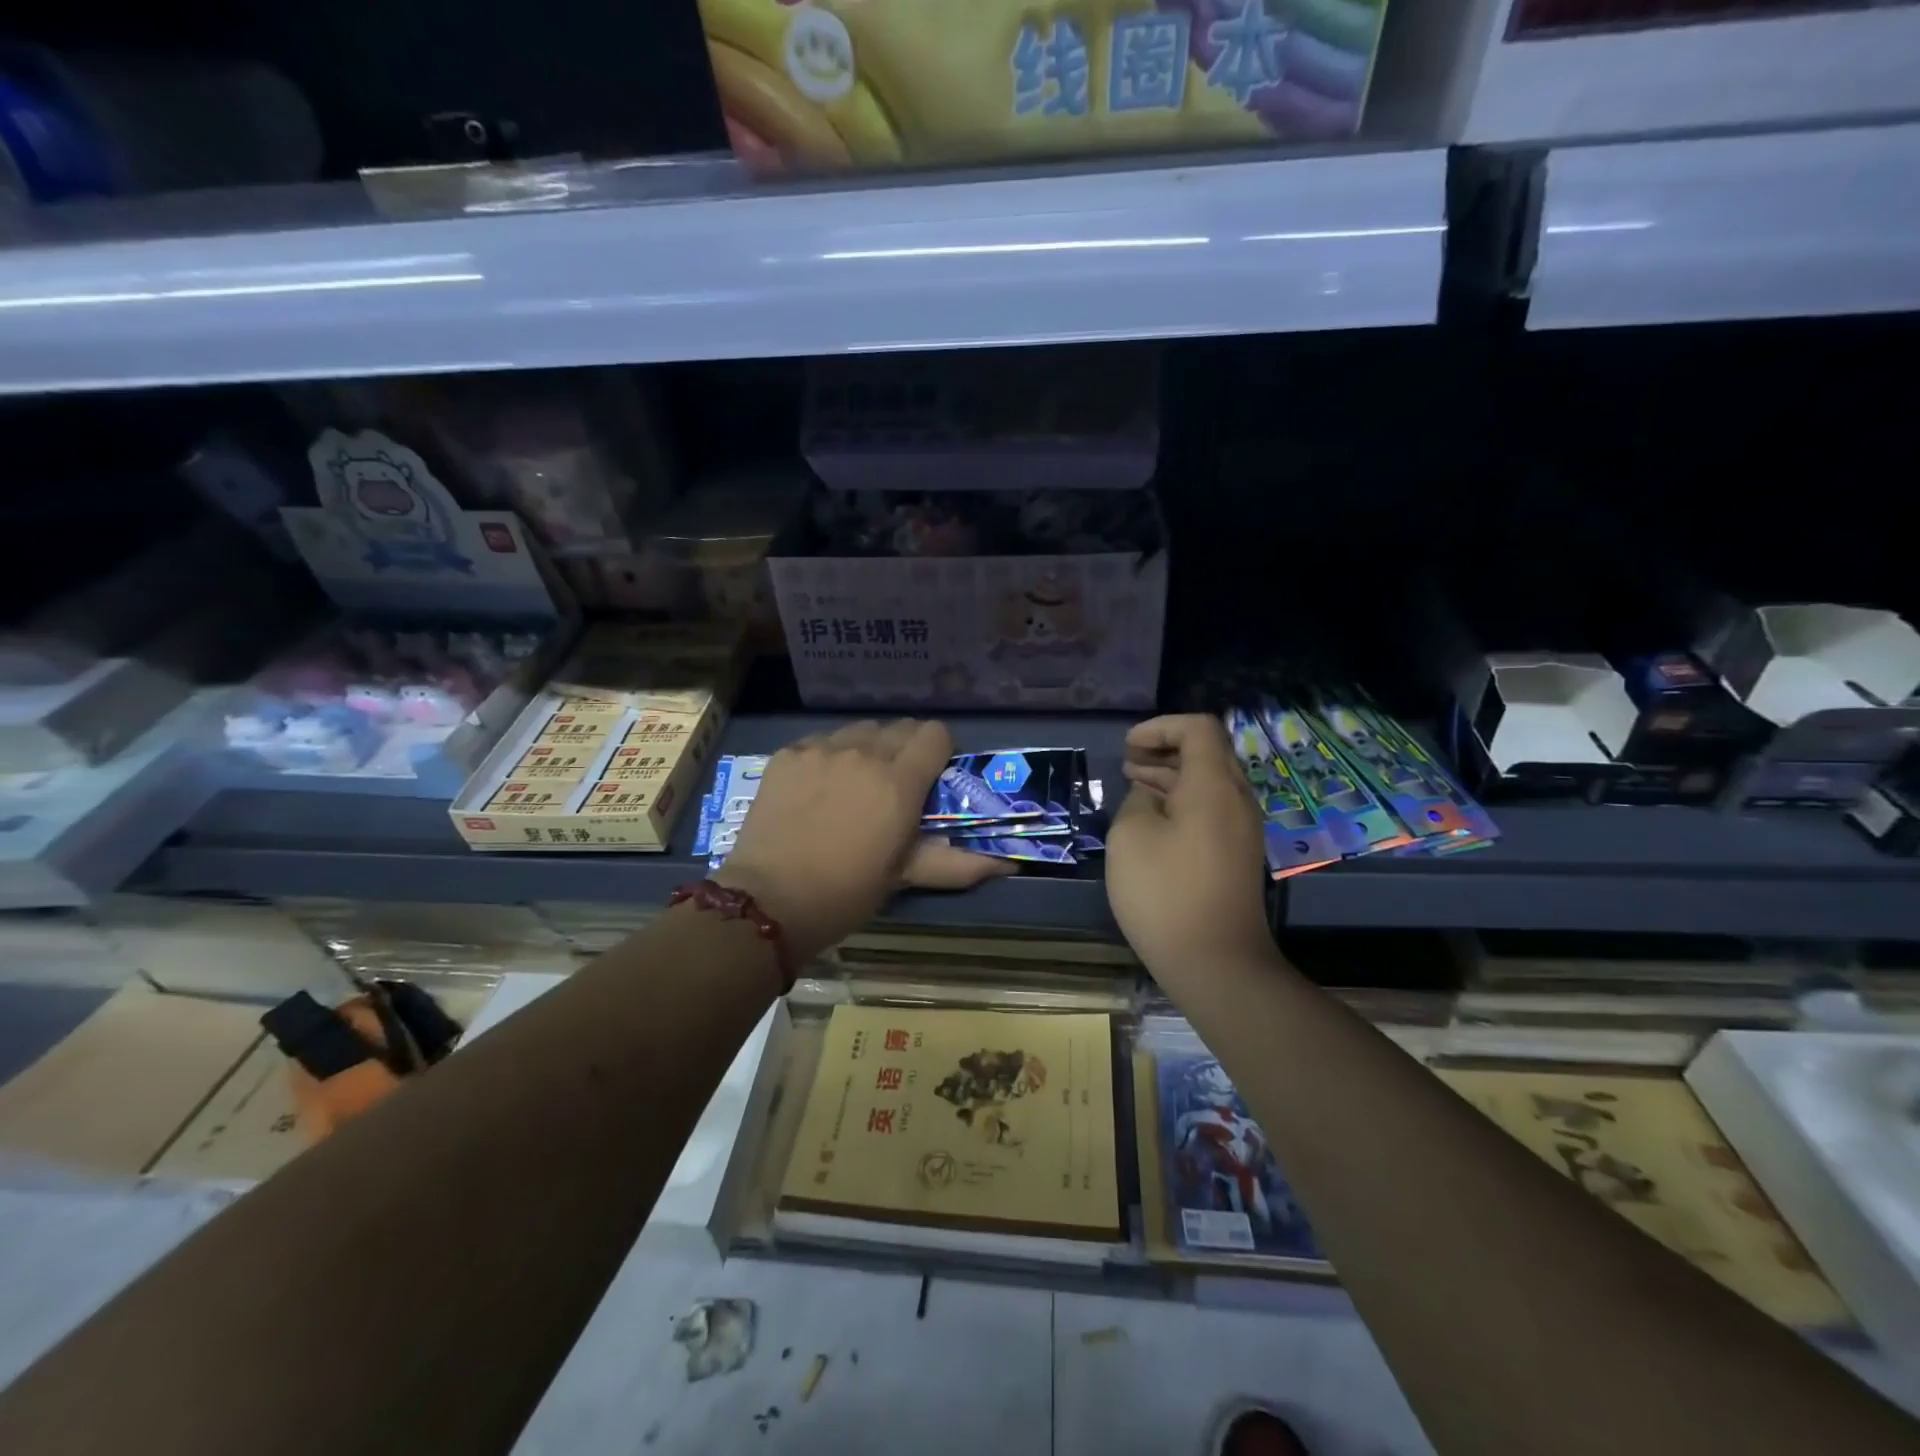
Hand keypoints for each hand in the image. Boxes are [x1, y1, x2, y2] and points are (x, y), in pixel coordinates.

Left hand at [712, 719, 1013, 960]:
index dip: (939, 752)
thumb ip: (959, 863)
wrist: (767, 899)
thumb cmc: (846, 893)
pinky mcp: (788, 754)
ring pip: (860, 730)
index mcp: (899, 782)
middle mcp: (864, 753)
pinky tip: (818, 787)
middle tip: (894, 786)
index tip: (931, 778)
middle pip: (899, 727)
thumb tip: (1011, 865)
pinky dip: (830, 755)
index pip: (935, 734)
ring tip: (855, 783)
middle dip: (905, 749)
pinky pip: (821, 740)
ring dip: (868, 748)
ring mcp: (821, 749)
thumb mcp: (905, 877)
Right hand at [1105, 714, 1274, 981]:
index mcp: (1213, 785)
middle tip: (1128, 761)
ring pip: (1208, 782)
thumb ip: (1137, 801)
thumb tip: (1150, 799)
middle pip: (1207, 752)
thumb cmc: (1165, 892)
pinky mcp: (1236, 854)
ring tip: (1133, 783)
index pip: (1198, 728)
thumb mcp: (1130, 835)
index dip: (1160, 727)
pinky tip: (1152, 818)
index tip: (1128, 746)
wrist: (1215, 961)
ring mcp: (1241, 829)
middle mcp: (1236, 799)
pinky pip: (1211, 809)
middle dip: (1165, 749)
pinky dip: (1181, 801)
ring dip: (1171, 776)